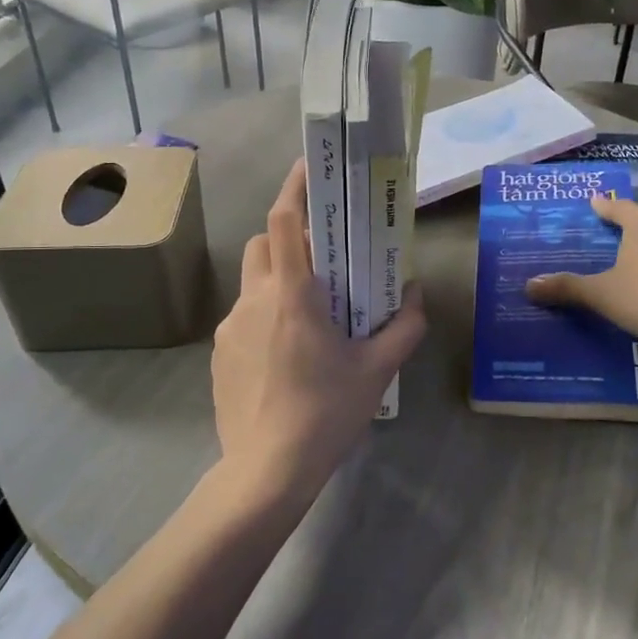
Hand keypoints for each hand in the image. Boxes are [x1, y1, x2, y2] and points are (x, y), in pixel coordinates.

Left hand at [211, 160, 425, 506]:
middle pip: (263, 242)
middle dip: (289, 236)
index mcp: (292, 293)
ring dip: (279, 278)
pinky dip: (265, 315)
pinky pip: (244, 317)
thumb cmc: (326, 412)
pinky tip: (287, 356)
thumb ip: (405, 326)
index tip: (309, 167)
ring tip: (310, 314)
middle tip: (323, 258)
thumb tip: (417, 294)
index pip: (284, 221)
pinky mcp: (220, 354)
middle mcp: (254, 299)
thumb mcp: (377, 369)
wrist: (266, 470)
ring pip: (253, 281)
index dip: (294, 188)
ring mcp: (230, 327)